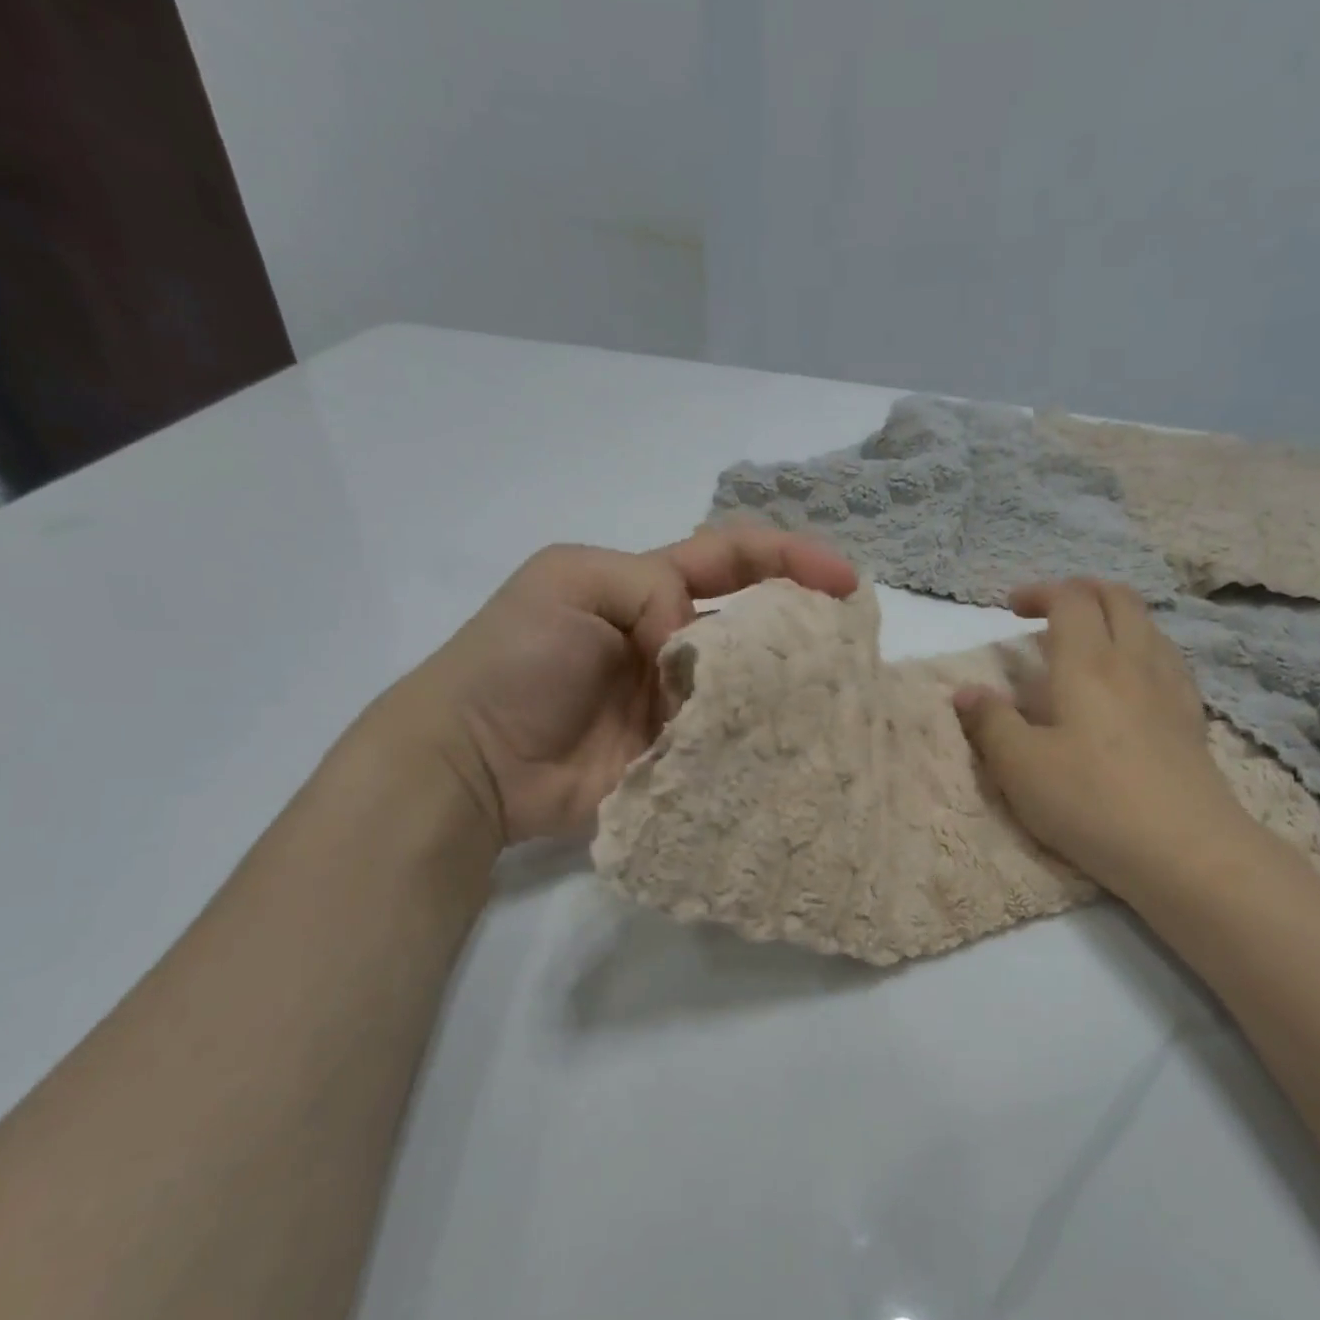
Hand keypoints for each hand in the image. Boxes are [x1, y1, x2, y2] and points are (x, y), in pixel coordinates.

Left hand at [384, 529, 857, 845]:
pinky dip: (756, 745)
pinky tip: (791, 750)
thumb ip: (649, 589)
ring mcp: (677, 705)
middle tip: (847, 651)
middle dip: (801, 628)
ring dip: (783, 693)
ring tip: (828, 704)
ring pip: (749, 690)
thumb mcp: (569, 581)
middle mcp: (672, 643)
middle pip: (753, 626)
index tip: (844, 580)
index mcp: (650, 590)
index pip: (732, 559)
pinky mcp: (677, 758)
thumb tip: (697, 651)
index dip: (790, 558)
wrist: (472, 761)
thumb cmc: (514, 659)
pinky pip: (729, 746)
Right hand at [955, 579, 1250, 887]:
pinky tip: (1130, 681)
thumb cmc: (1091, 802)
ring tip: (1088, 641)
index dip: (1039, 592)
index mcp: (1087, 664)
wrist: (1186, 850)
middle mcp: (1134, 662)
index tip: (1011, 608)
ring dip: (1114, 616)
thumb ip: (990, 723)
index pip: (1069, 600)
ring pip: (1148, 625)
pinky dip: (1141, 648)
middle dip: (1081, 591)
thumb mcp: (1020, 767)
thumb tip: (966, 692)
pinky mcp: (1191, 719)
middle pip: (1117, 598)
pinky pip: (1167, 660)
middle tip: (1051, 610)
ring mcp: (1170, 689)